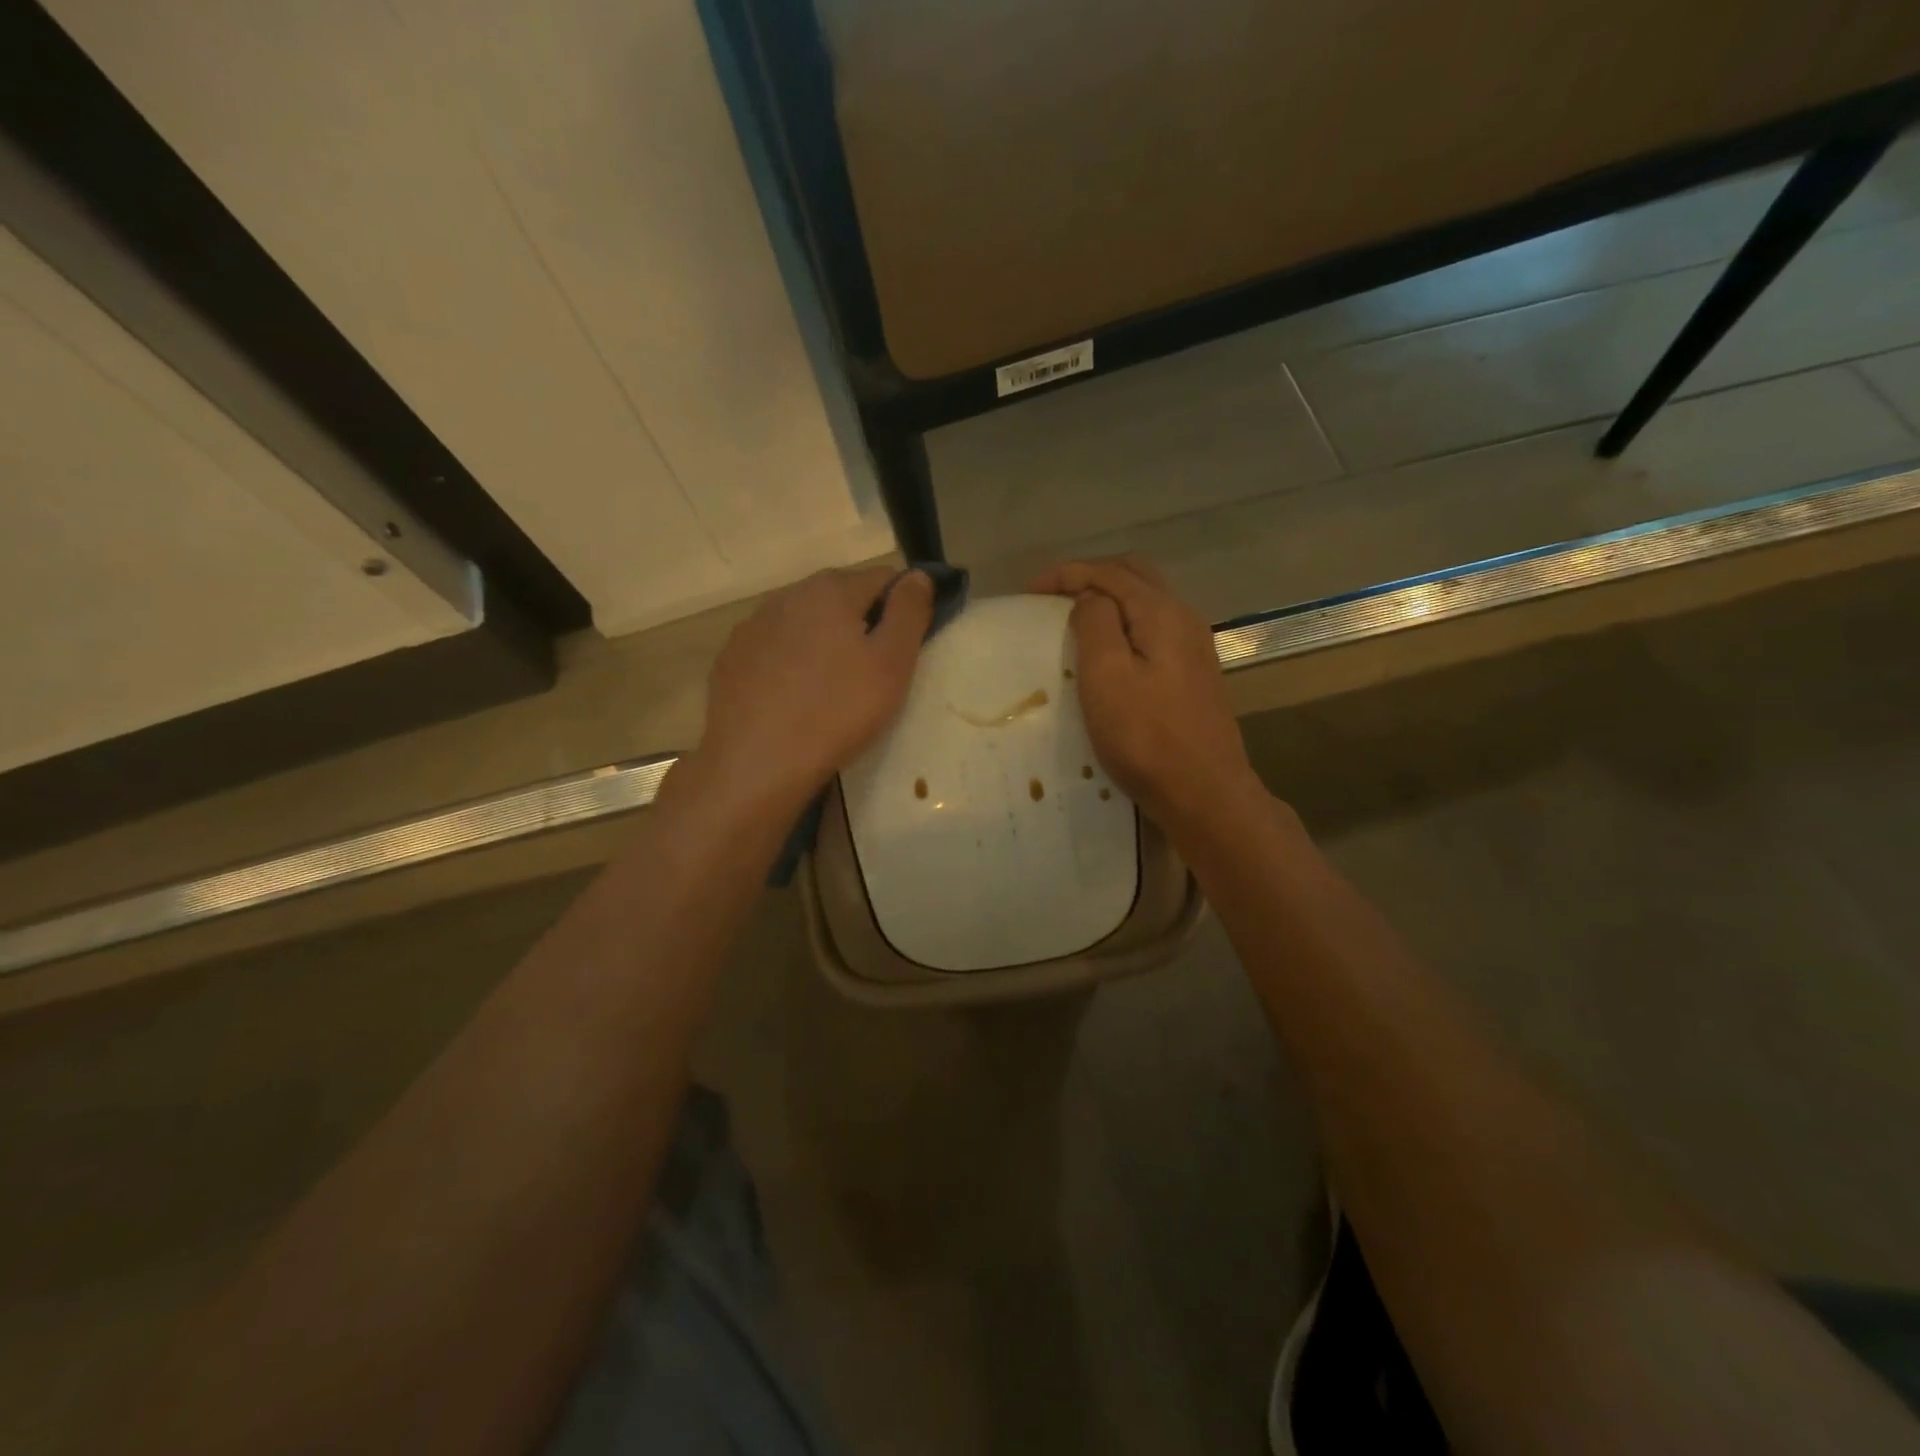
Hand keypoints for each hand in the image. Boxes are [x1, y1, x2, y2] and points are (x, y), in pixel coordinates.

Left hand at [695, 565, 933, 810]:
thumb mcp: (892, 664)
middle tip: (872, 672)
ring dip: (823, 641)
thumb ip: (909, 612)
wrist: (757, 763)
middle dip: (861, 622)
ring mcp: (753, 626)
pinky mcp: (731, 657)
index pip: (883, 578)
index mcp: (831, 590)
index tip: (905, 646)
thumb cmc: (837, 711)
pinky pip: (773, 648)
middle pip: (840, 596)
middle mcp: (788, 595)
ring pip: (804, 622)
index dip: (902, 607)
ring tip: (831, 687)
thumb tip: (918, 575)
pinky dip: (789, 661)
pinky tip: (794, 697)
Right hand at [1030, 557, 1261, 835]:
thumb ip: (1095, 623)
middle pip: (1133, 576)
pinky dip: (1123, 624)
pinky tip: (1107, 651)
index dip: (1066, 574)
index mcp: (1161, 613)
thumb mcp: (1107, 676)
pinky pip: (1153, 629)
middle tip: (1050, 597)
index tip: (1028, 591)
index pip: (1109, 572)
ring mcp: (1193, 647)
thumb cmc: (1146, 737)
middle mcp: (1183, 619)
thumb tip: (1089, 598)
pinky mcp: (1192, 674)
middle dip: (1090, 577)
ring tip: (1072, 619)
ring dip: (1108, 600)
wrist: (1204, 793)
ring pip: (1146, 602)